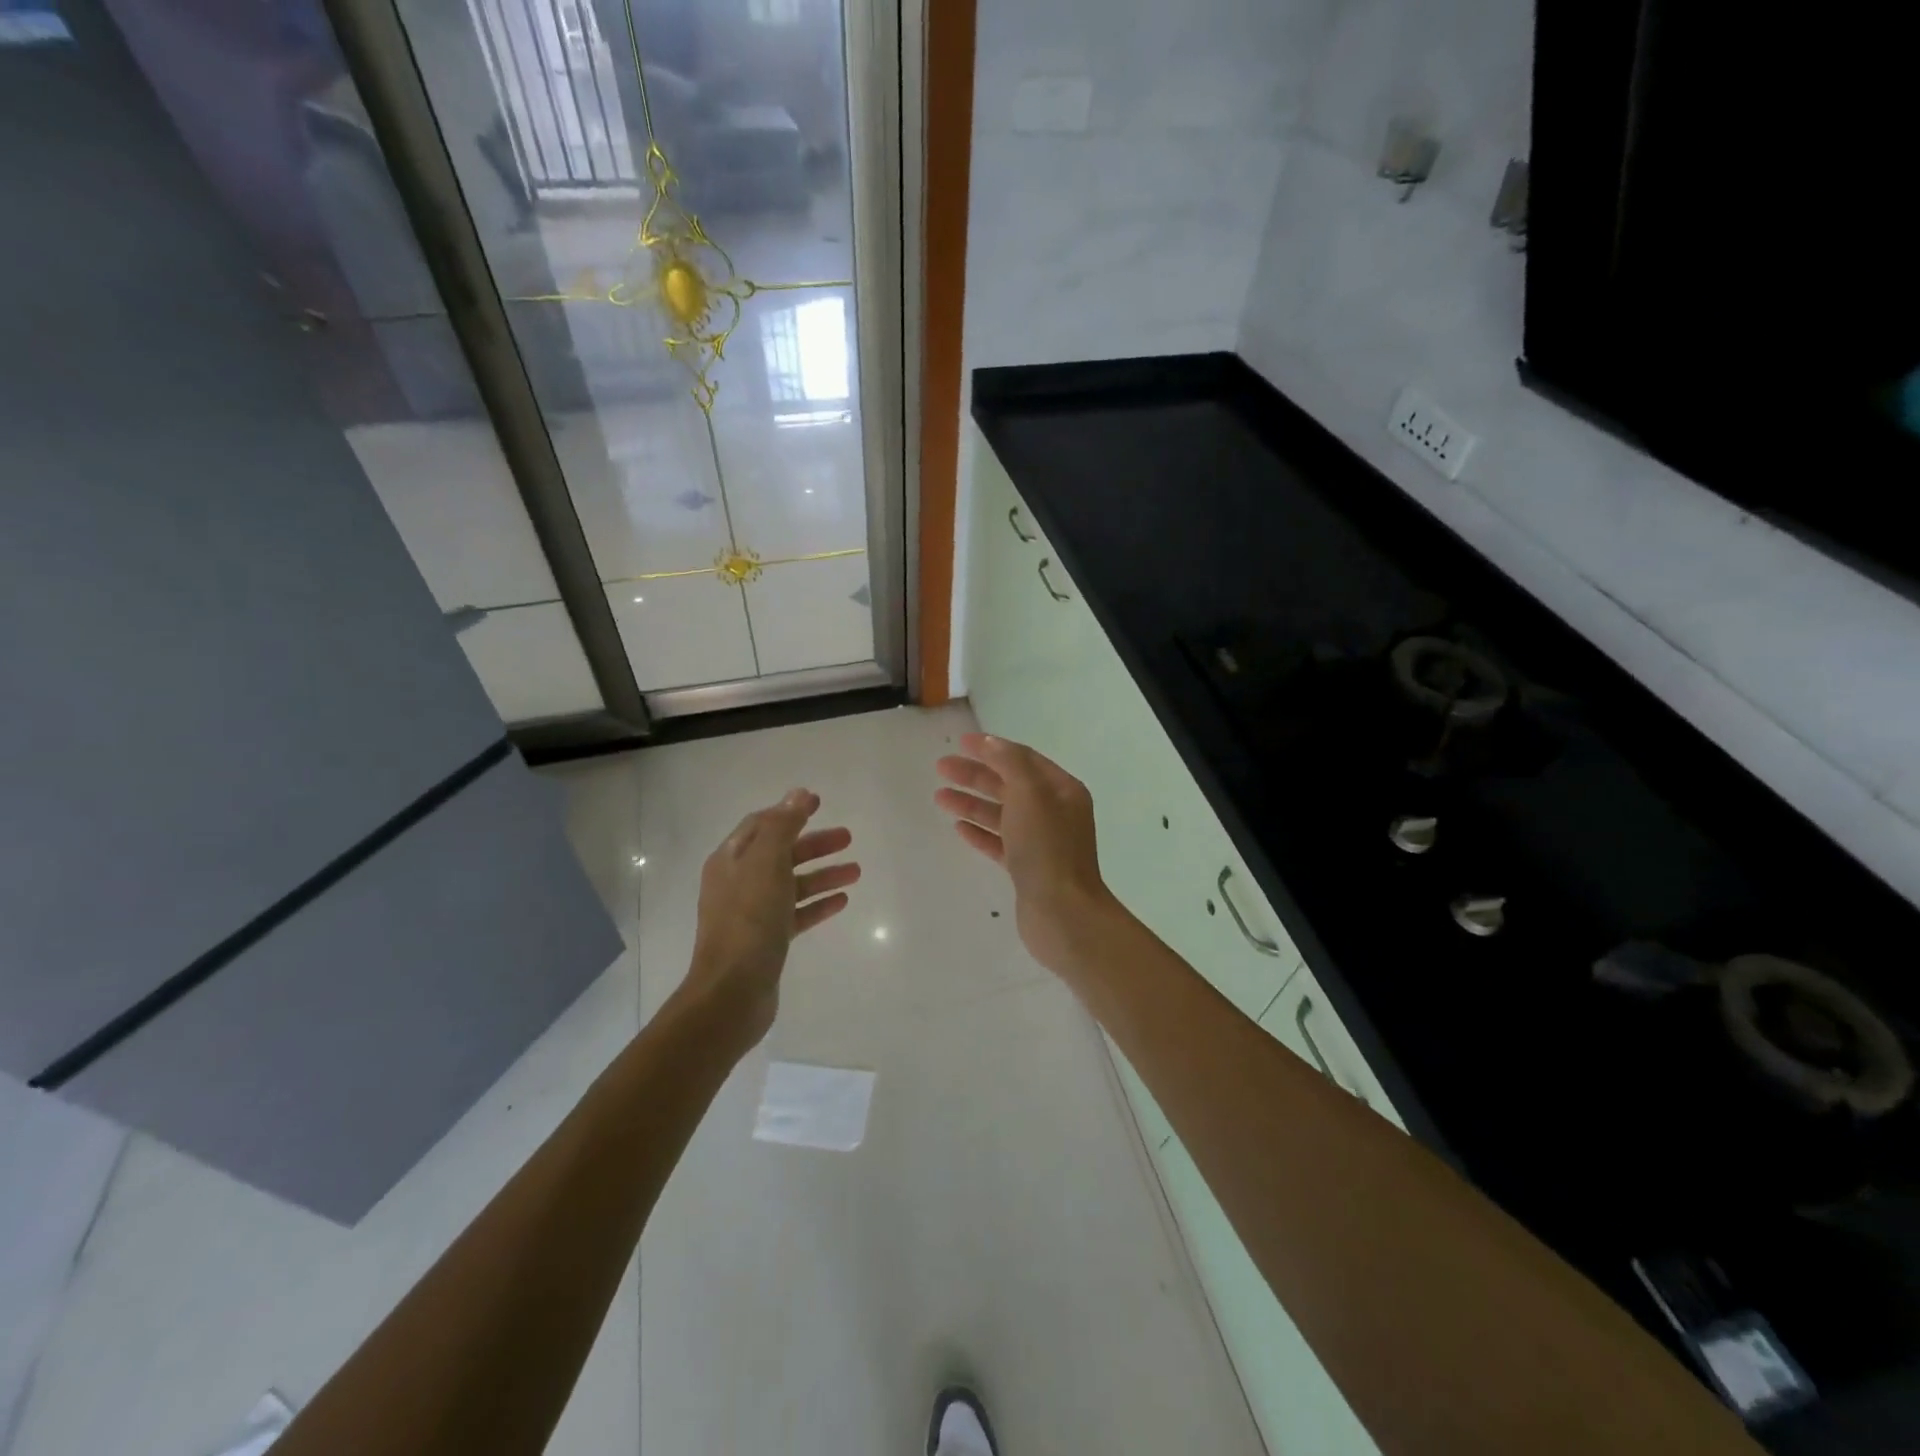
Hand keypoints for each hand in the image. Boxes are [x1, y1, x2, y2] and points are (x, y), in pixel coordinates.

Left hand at [683, 789, 858, 1046]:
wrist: (732, 992)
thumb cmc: (749, 921)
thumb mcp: (766, 864)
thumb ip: (783, 827)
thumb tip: (797, 794)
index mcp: (731, 860)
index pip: (762, 824)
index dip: (790, 811)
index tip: (819, 802)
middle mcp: (738, 883)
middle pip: (780, 853)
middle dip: (814, 843)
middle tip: (848, 837)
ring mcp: (751, 913)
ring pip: (792, 884)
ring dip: (823, 874)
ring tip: (856, 871)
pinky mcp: (766, 940)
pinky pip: (796, 913)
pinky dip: (817, 904)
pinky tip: (842, 901)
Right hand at [935, 733, 1121, 976]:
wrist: (1063, 914)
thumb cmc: (1047, 848)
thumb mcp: (1030, 794)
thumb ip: (1010, 763)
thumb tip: (990, 742)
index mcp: (1062, 790)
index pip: (1023, 759)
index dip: (992, 748)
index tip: (961, 743)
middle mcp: (1055, 812)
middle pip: (1010, 785)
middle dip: (976, 775)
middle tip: (941, 767)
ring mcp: (1042, 842)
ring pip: (1002, 814)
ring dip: (972, 803)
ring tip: (939, 797)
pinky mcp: (1028, 869)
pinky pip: (1000, 843)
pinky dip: (980, 832)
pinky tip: (958, 828)